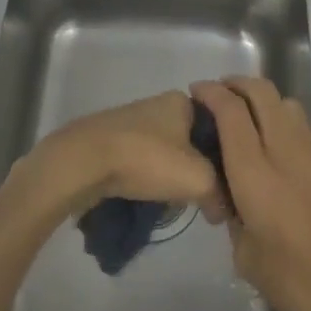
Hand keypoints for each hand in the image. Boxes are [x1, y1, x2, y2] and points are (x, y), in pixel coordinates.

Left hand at [23, 91, 229, 221]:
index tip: (227, 184)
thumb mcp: (199, 178)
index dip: (228, 156)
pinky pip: (142, 160)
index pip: (221, 126)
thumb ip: (220, 192)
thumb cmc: (146, 160)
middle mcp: (159, 104)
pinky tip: (148, 196)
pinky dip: (148, 177)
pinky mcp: (112, 139)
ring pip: (167, 153)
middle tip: (201, 197)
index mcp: (183, 101)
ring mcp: (132, 121)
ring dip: (172, 176)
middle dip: (198, 169)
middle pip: (192, 141)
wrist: (83, 162)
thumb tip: (221, 209)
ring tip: (173, 201)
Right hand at [191, 76, 310, 310]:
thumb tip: (232, 201)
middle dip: (235, 84)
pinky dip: (275, 119)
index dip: (211, 94)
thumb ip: (234, 218)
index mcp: (256, 173)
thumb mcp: (247, 257)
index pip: (231, 112)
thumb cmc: (298, 282)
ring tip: (239, 117)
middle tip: (215, 96)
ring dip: (259, 98)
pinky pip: (296, 126)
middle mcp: (284, 153)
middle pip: (262, 92)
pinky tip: (263, 147)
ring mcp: (310, 157)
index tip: (194, 94)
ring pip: (284, 103)